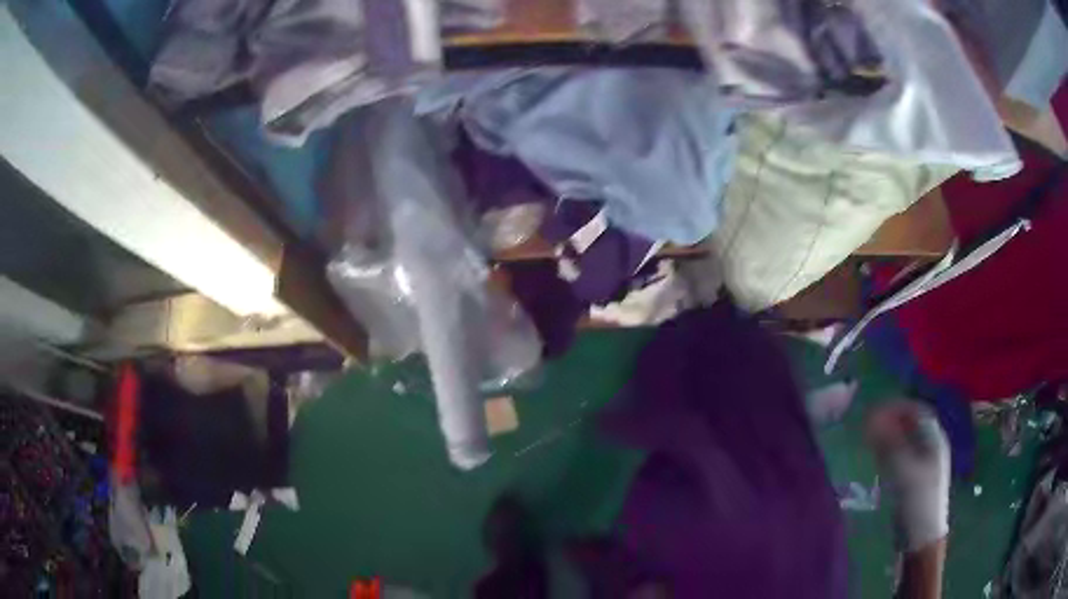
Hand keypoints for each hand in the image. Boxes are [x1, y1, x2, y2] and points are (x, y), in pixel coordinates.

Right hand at [867, 401, 950, 553]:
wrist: (921, 537)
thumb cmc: (918, 500)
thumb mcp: (904, 470)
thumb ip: (889, 443)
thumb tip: (871, 416)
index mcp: (935, 439)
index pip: (916, 410)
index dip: (896, 406)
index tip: (874, 410)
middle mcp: (931, 446)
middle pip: (911, 425)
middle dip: (890, 421)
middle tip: (868, 425)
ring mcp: (924, 464)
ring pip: (905, 441)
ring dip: (888, 437)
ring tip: (868, 440)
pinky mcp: (914, 480)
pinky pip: (902, 457)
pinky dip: (889, 453)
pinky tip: (877, 459)